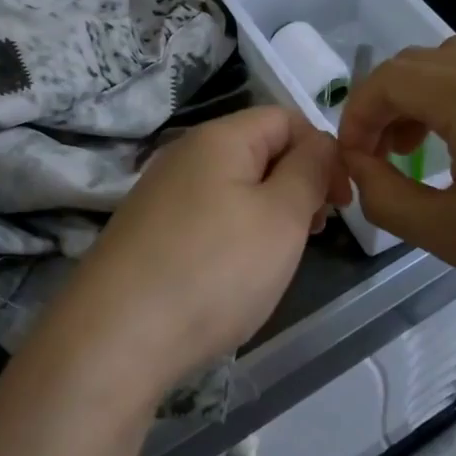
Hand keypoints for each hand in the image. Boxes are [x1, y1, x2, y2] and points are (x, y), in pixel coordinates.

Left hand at [49, 107, 346, 398]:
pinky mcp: (146, 232)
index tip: (340, 203)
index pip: (285, 118)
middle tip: (314, 233)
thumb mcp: (281, 217)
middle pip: (257, 151)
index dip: (322, 151)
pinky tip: (234, 275)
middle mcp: (183, 155)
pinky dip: (232, 235)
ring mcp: (159, 194)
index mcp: (218, 138)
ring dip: (267, 213)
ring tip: (278, 258)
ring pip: (231, 187)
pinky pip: (204, 217)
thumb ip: (309, 171)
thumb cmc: (214, 270)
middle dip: (296, 184)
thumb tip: (319, 144)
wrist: (115, 337)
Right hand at [337, 38, 455, 354]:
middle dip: (387, 103)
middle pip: (421, 61)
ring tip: (423, 149)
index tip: (351, 160)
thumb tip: (357, 165)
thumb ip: (383, 193)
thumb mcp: (446, 235)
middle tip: (381, 157)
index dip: (356, 115)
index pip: (389, 79)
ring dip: (426, 95)